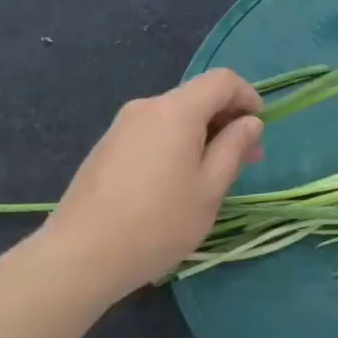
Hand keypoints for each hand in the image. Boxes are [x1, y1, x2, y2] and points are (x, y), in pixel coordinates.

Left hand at [41, 70, 263, 300]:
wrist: (78, 256)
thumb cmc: (157, 222)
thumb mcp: (209, 189)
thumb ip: (234, 148)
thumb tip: (250, 122)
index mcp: (176, 110)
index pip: (222, 80)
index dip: (248, 97)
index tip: (259, 129)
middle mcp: (147, 107)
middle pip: (197, 97)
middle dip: (226, 121)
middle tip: (245, 161)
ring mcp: (121, 126)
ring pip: (174, 117)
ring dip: (201, 135)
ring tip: (210, 177)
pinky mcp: (106, 148)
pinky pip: (152, 133)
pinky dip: (175, 145)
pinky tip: (174, 184)